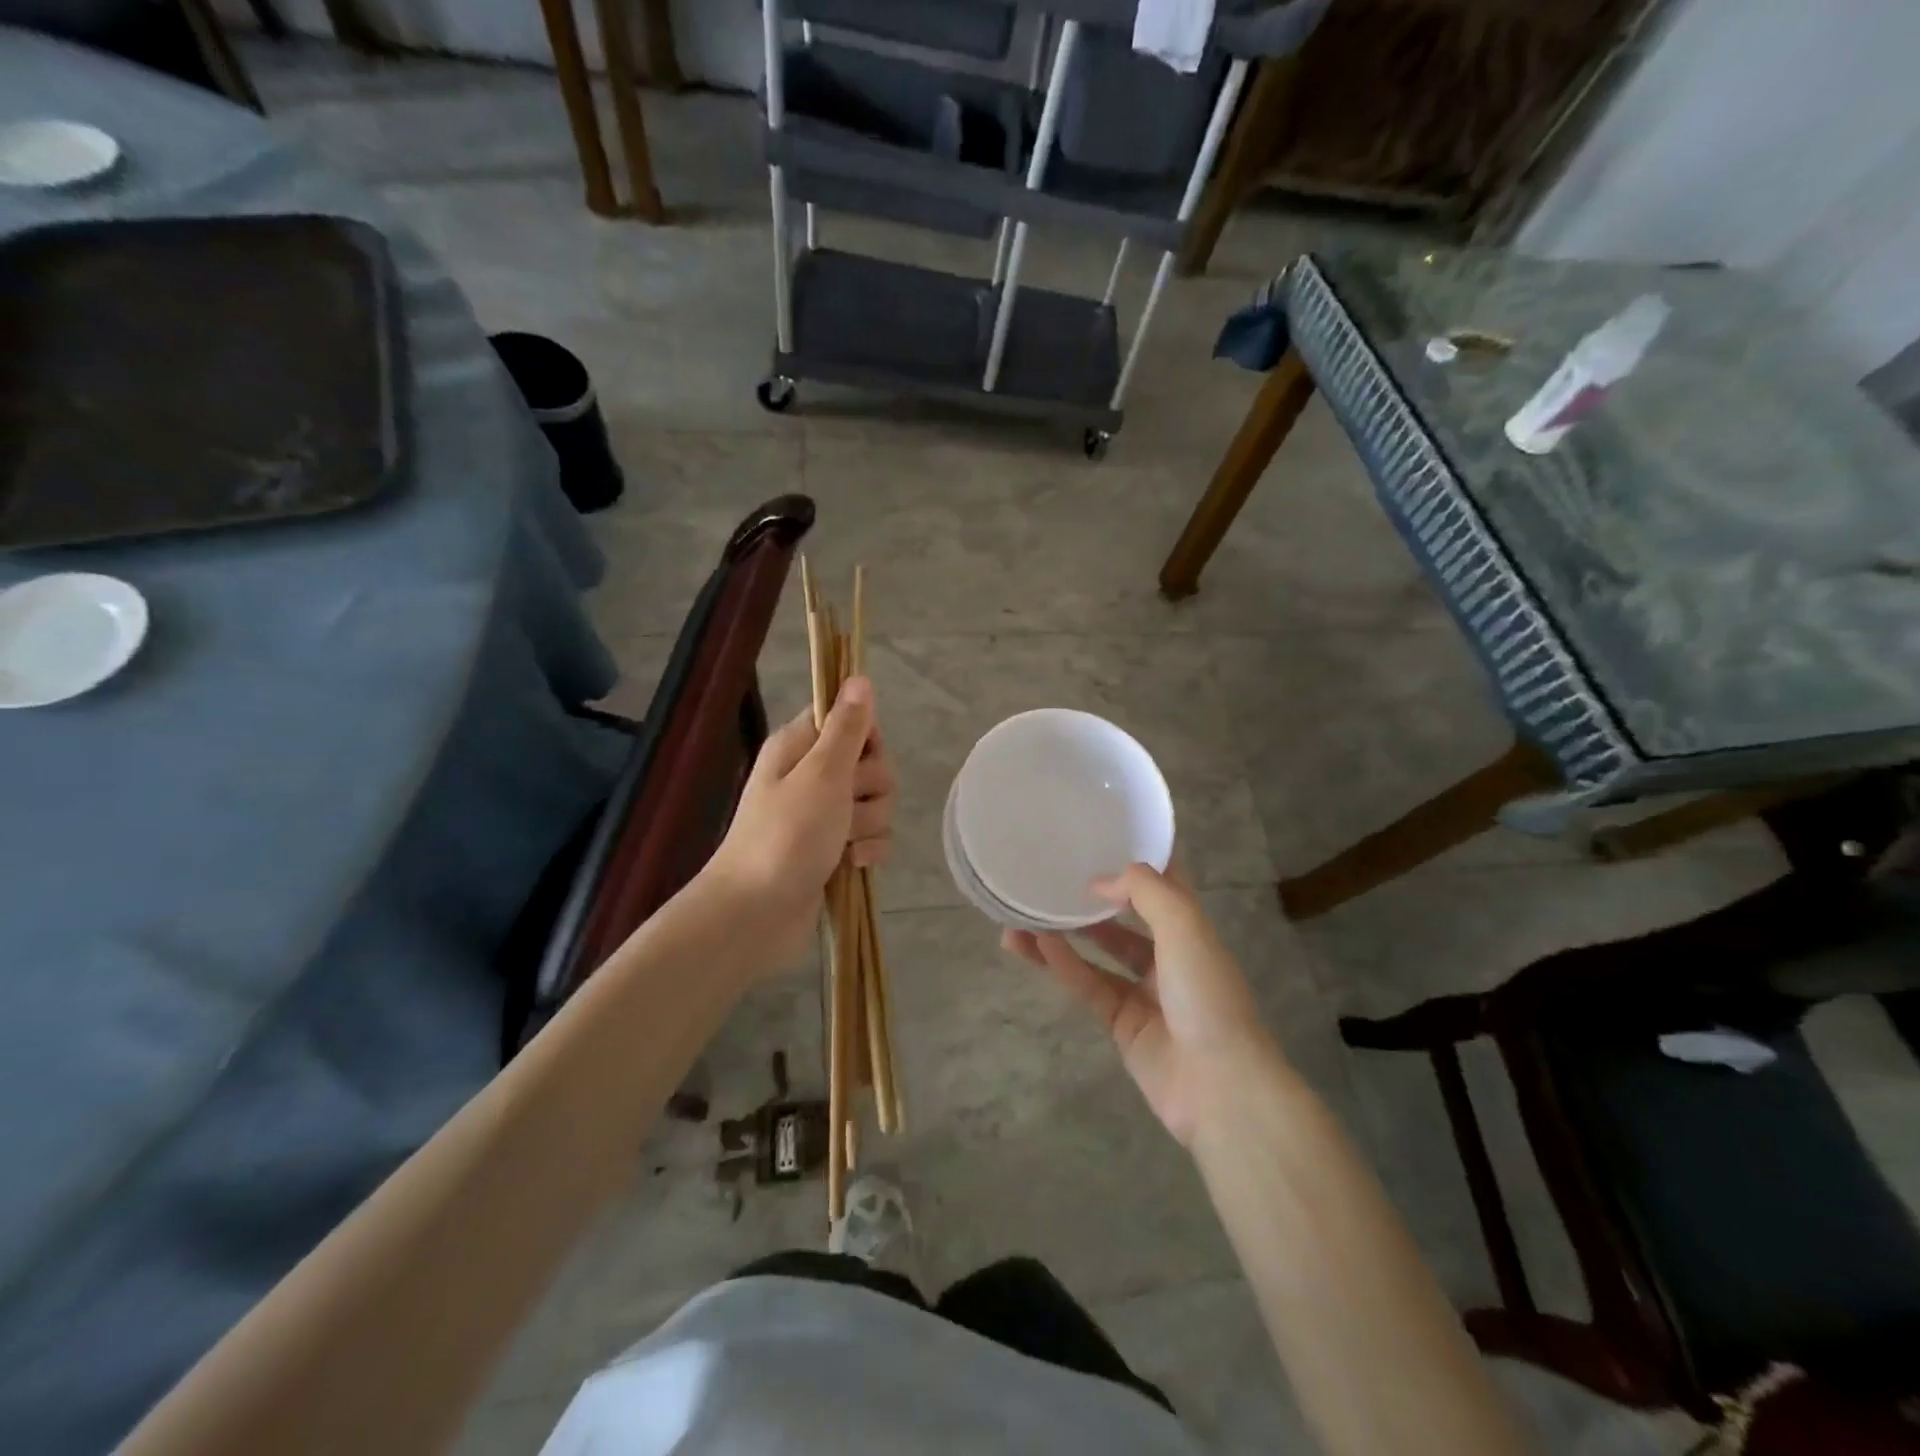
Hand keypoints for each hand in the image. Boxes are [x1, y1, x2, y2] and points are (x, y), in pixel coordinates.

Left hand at [702, 677, 895, 970]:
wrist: (756, 914)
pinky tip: (852, 864)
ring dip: (869, 824)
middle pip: (870, 763)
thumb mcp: (822, 774)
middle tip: (845, 805)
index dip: (865, 736)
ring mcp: (822, 816)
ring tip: (843, 843)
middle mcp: (811, 776)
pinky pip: (871, 838)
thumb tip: (859, 677)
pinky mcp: (834, 850)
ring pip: (876, 803)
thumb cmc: (786, 835)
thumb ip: (847, 728)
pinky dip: (868, 851)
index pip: (848, 718)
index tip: (861, 757)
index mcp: (800, 747)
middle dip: (871, 787)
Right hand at [1003, 864, 1277, 1146]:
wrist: (1220, 1086)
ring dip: (1063, 934)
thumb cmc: (1207, 994)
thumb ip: (1144, 891)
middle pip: (1123, 919)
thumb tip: (1100, 882)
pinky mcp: (1122, 1024)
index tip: (1098, 840)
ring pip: (1098, 953)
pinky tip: (1035, 945)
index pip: (1162, 885)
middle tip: (1049, 879)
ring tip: (1021, 915)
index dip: (1134, 864)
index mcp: (1191, 929)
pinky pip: (1088, 985)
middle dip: (1089, 901)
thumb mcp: (1184, 926)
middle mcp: (1168, 956)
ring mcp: (1144, 992)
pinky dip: (1063, 965)